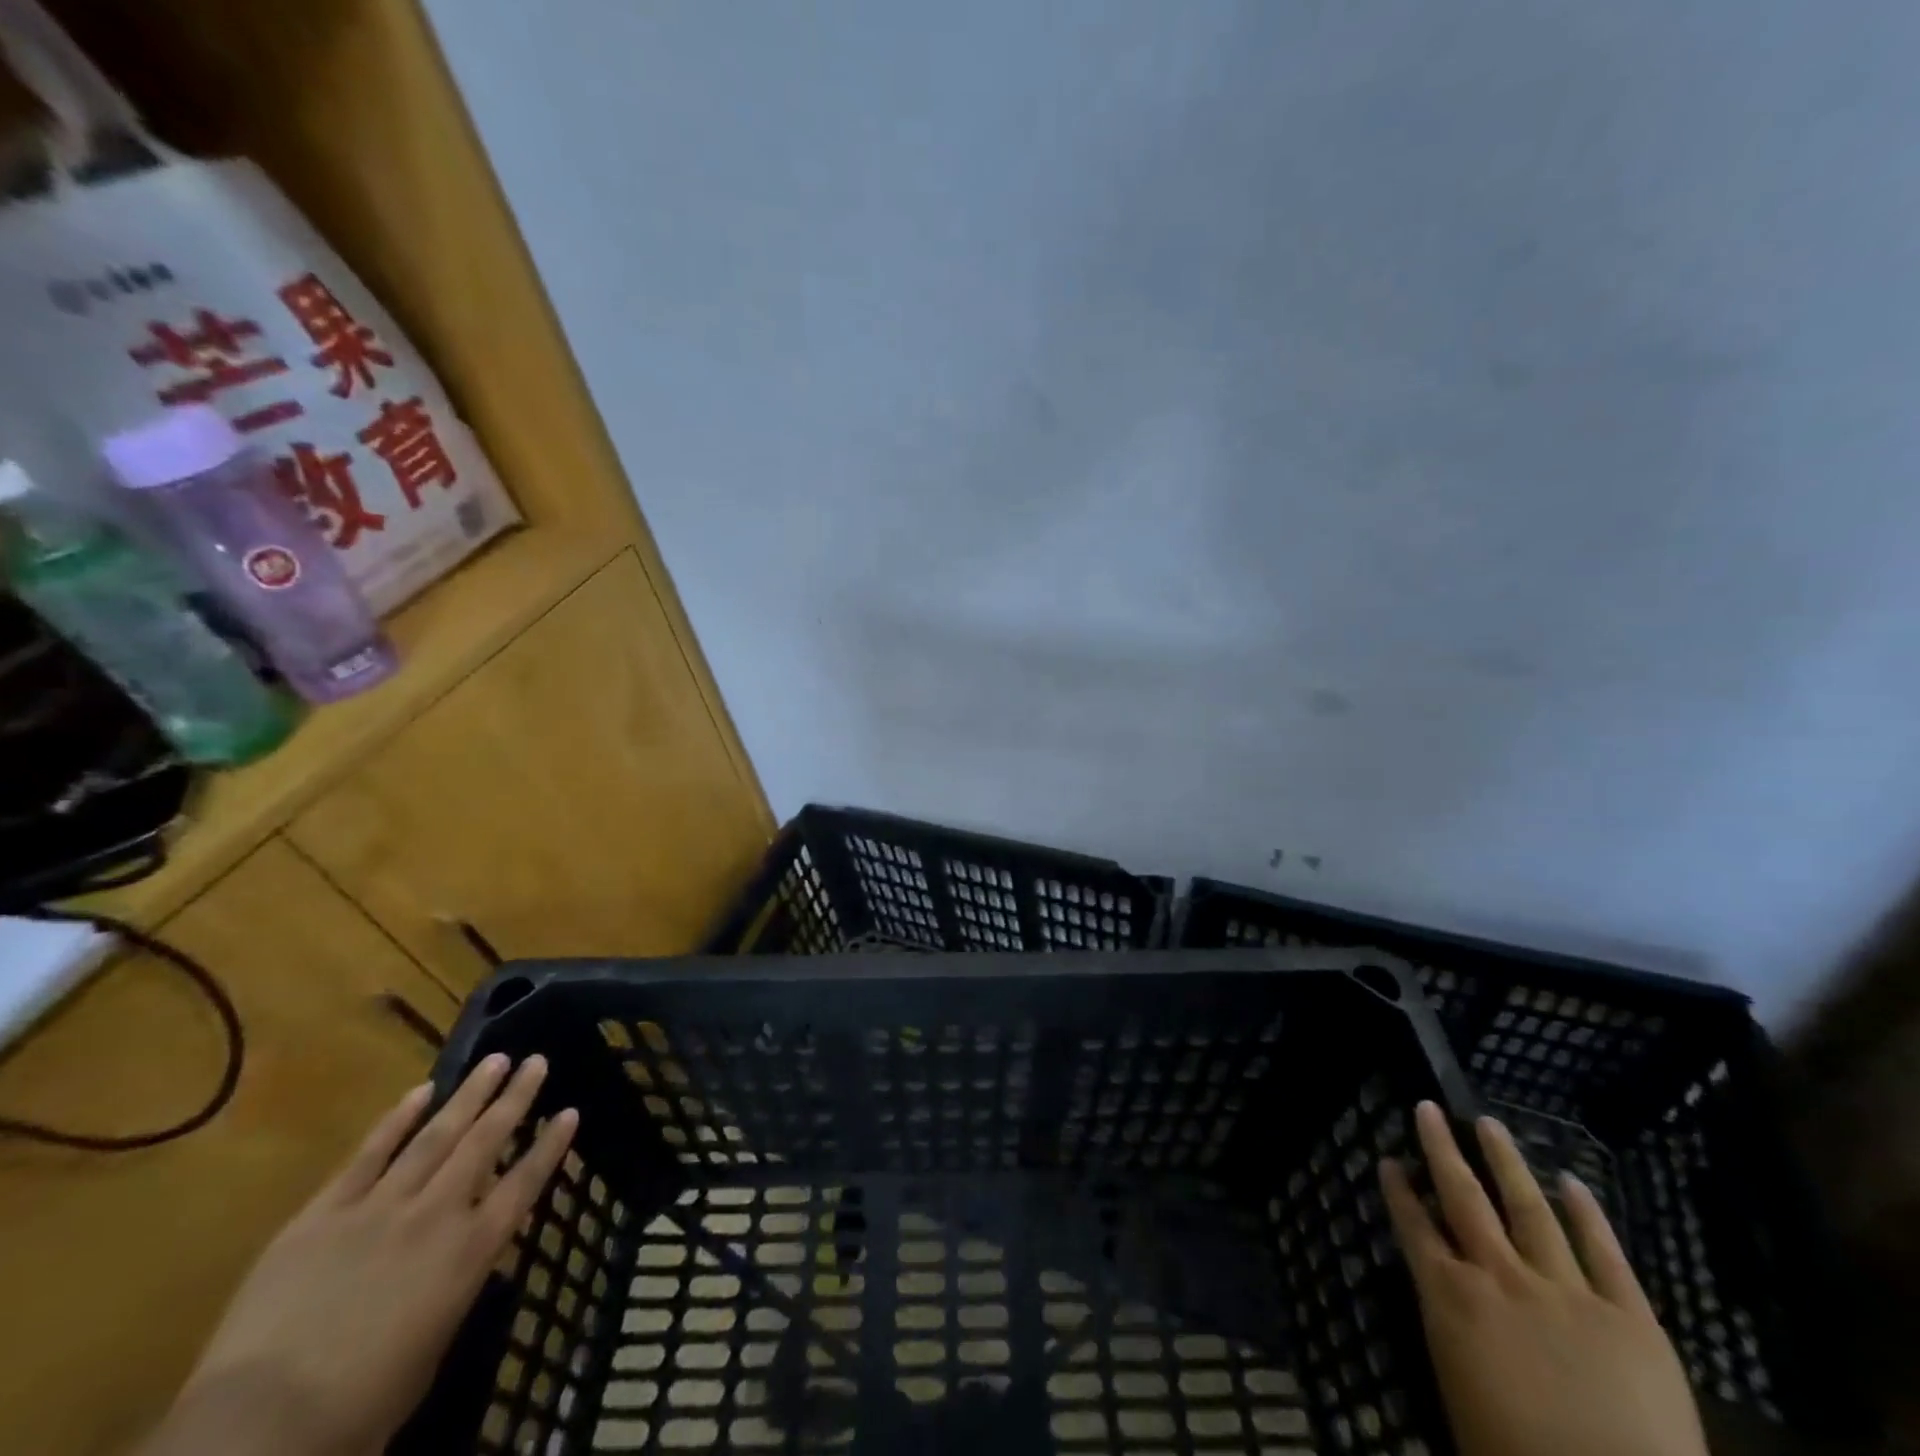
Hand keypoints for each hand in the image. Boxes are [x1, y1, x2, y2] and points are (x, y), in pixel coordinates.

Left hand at [140, 1055, 577, 1455]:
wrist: (259, 1426)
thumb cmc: (359, 1408)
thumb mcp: (431, 1349)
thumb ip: (453, 1289)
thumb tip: (462, 1261)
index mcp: (470, 1252)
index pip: (525, 1183)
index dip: (551, 1146)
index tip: (572, 1110)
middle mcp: (436, 1215)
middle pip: (485, 1143)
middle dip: (515, 1098)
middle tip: (537, 1060)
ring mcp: (379, 1207)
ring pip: (435, 1135)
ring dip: (469, 1094)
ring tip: (495, 1060)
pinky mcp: (324, 1213)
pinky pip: (368, 1155)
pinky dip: (397, 1119)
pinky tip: (421, 1090)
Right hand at [1381, 1101, 1707, 1455]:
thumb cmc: (1514, 1455)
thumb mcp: (1457, 1392)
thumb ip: (1451, 1335)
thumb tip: (1444, 1303)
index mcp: (1452, 1298)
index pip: (1414, 1228)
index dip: (1399, 1191)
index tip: (1388, 1159)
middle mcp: (1500, 1277)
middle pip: (1464, 1198)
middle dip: (1442, 1149)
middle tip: (1429, 1109)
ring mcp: (1567, 1291)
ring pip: (1529, 1208)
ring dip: (1507, 1162)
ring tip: (1492, 1124)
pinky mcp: (1630, 1317)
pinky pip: (1606, 1255)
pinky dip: (1588, 1215)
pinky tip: (1573, 1182)